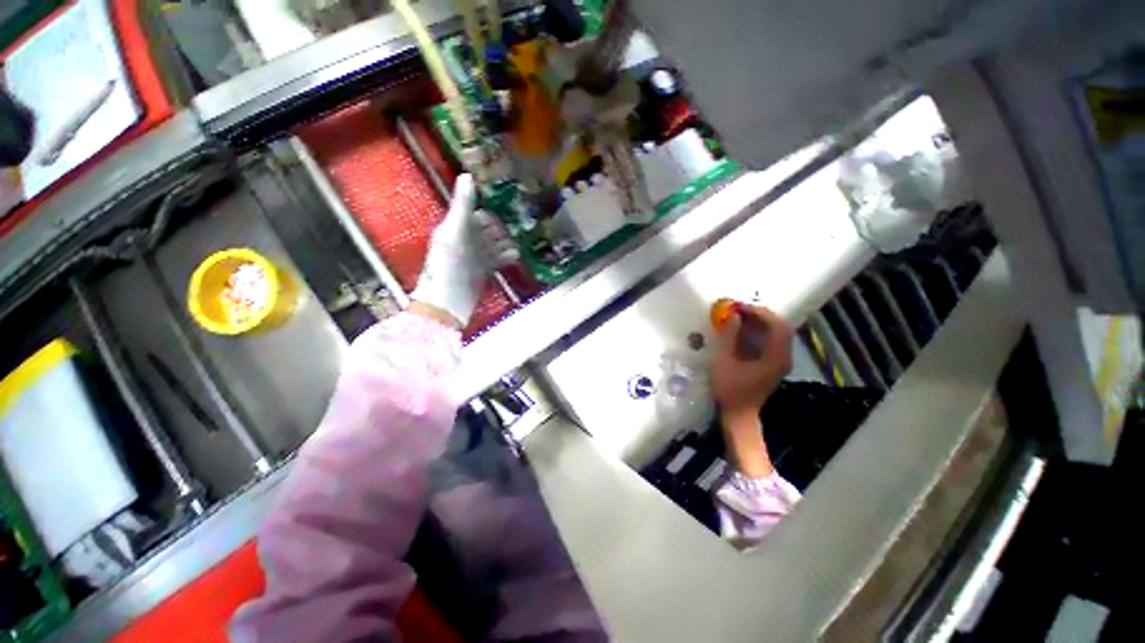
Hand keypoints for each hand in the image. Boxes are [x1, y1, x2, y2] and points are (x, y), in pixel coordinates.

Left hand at [411, 174, 515, 327]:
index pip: (476, 212)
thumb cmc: (449, 263)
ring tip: (518, 242)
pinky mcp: (483, 269)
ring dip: (506, 242)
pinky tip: (516, 256)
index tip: (507, 206)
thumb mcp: (455, 231)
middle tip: (517, 226)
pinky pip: (497, 258)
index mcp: (456, 227)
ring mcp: (475, 255)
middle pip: (488, 228)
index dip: (490, 209)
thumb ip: (462, 205)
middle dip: (501, 227)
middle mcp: (466, 239)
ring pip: (494, 243)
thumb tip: (467, 174)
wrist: (449, 300)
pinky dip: (506, 256)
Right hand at [710, 304, 792, 476]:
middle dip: (760, 315)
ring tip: (738, 317)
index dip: (759, 312)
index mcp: (776, 356)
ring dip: (759, 322)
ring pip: (776, 333)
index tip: (740, 307)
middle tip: (739, 309)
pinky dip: (758, 332)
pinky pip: (770, 341)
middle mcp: (783, 357)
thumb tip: (734, 316)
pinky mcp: (773, 365)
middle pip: (779, 327)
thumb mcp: (724, 361)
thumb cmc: (730, 389)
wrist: (739, 415)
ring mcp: (780, 361)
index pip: (776, 325)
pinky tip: (743, 331)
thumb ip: (730, 337)